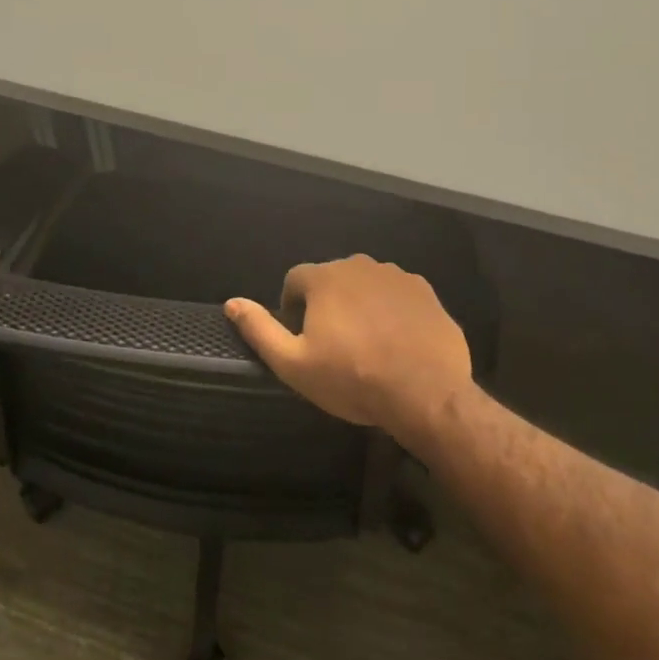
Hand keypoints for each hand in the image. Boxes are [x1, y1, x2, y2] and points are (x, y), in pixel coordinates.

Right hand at [224, 254, 474, 440]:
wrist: (426, 393)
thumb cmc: (352, 379)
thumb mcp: (293, 364)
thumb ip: (259, 329)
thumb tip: (232, 303)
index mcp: (325, 277)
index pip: (295, 280)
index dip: (292, 309)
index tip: (302, 339)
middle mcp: (361, 265)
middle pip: (332, 280)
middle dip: (327, 305)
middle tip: (334, 346)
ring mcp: (398, 276)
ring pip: (366, 286)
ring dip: (360, 306)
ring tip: (367, 345)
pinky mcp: (426, 292)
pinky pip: (397, 296)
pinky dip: (391, 312)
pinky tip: (397, 343)